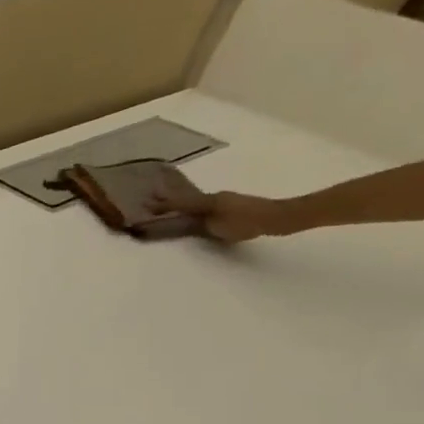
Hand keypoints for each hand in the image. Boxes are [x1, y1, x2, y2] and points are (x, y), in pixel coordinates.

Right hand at [147, 182, 300, 242]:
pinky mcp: (233, 206)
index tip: (143, 205)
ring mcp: (225, 201)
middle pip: (185, 199)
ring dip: (181, 202)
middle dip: (168, 199)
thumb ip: (196, 223)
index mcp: (207, 201)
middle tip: (150, 198)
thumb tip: (180, 221)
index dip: (161, 205)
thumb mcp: (217, 226)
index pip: (178, 203)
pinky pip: (206, 206)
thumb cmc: (247, 222)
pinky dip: (194, 207)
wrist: (280, 218)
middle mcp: (214, 197)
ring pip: (196, 201)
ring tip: (168, 205)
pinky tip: (194, 212)